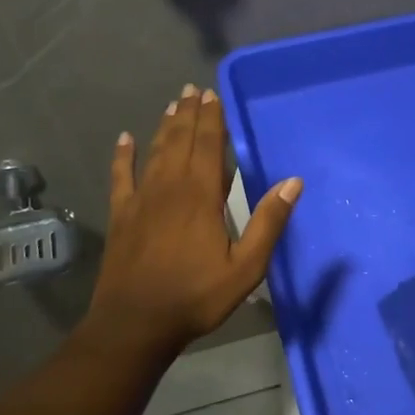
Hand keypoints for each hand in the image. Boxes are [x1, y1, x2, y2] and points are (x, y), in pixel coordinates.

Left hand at [84, 84, 302, 361]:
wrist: (134, 324)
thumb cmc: (195, 297)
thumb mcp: (245, 267)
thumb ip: (268, 223)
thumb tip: (293, 182)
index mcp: (201, 196)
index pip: (208, 146)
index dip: (212, 120)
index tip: (214, 95)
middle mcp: (169, 188)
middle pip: (180, 141)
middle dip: (189, 114)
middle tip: (193, 90)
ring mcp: (141, 199)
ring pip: (154, 152)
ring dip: (164, 126)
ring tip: (173, 104)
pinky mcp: (121, 215)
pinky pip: (121, 176)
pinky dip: (122, 155)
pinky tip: (124, 139)